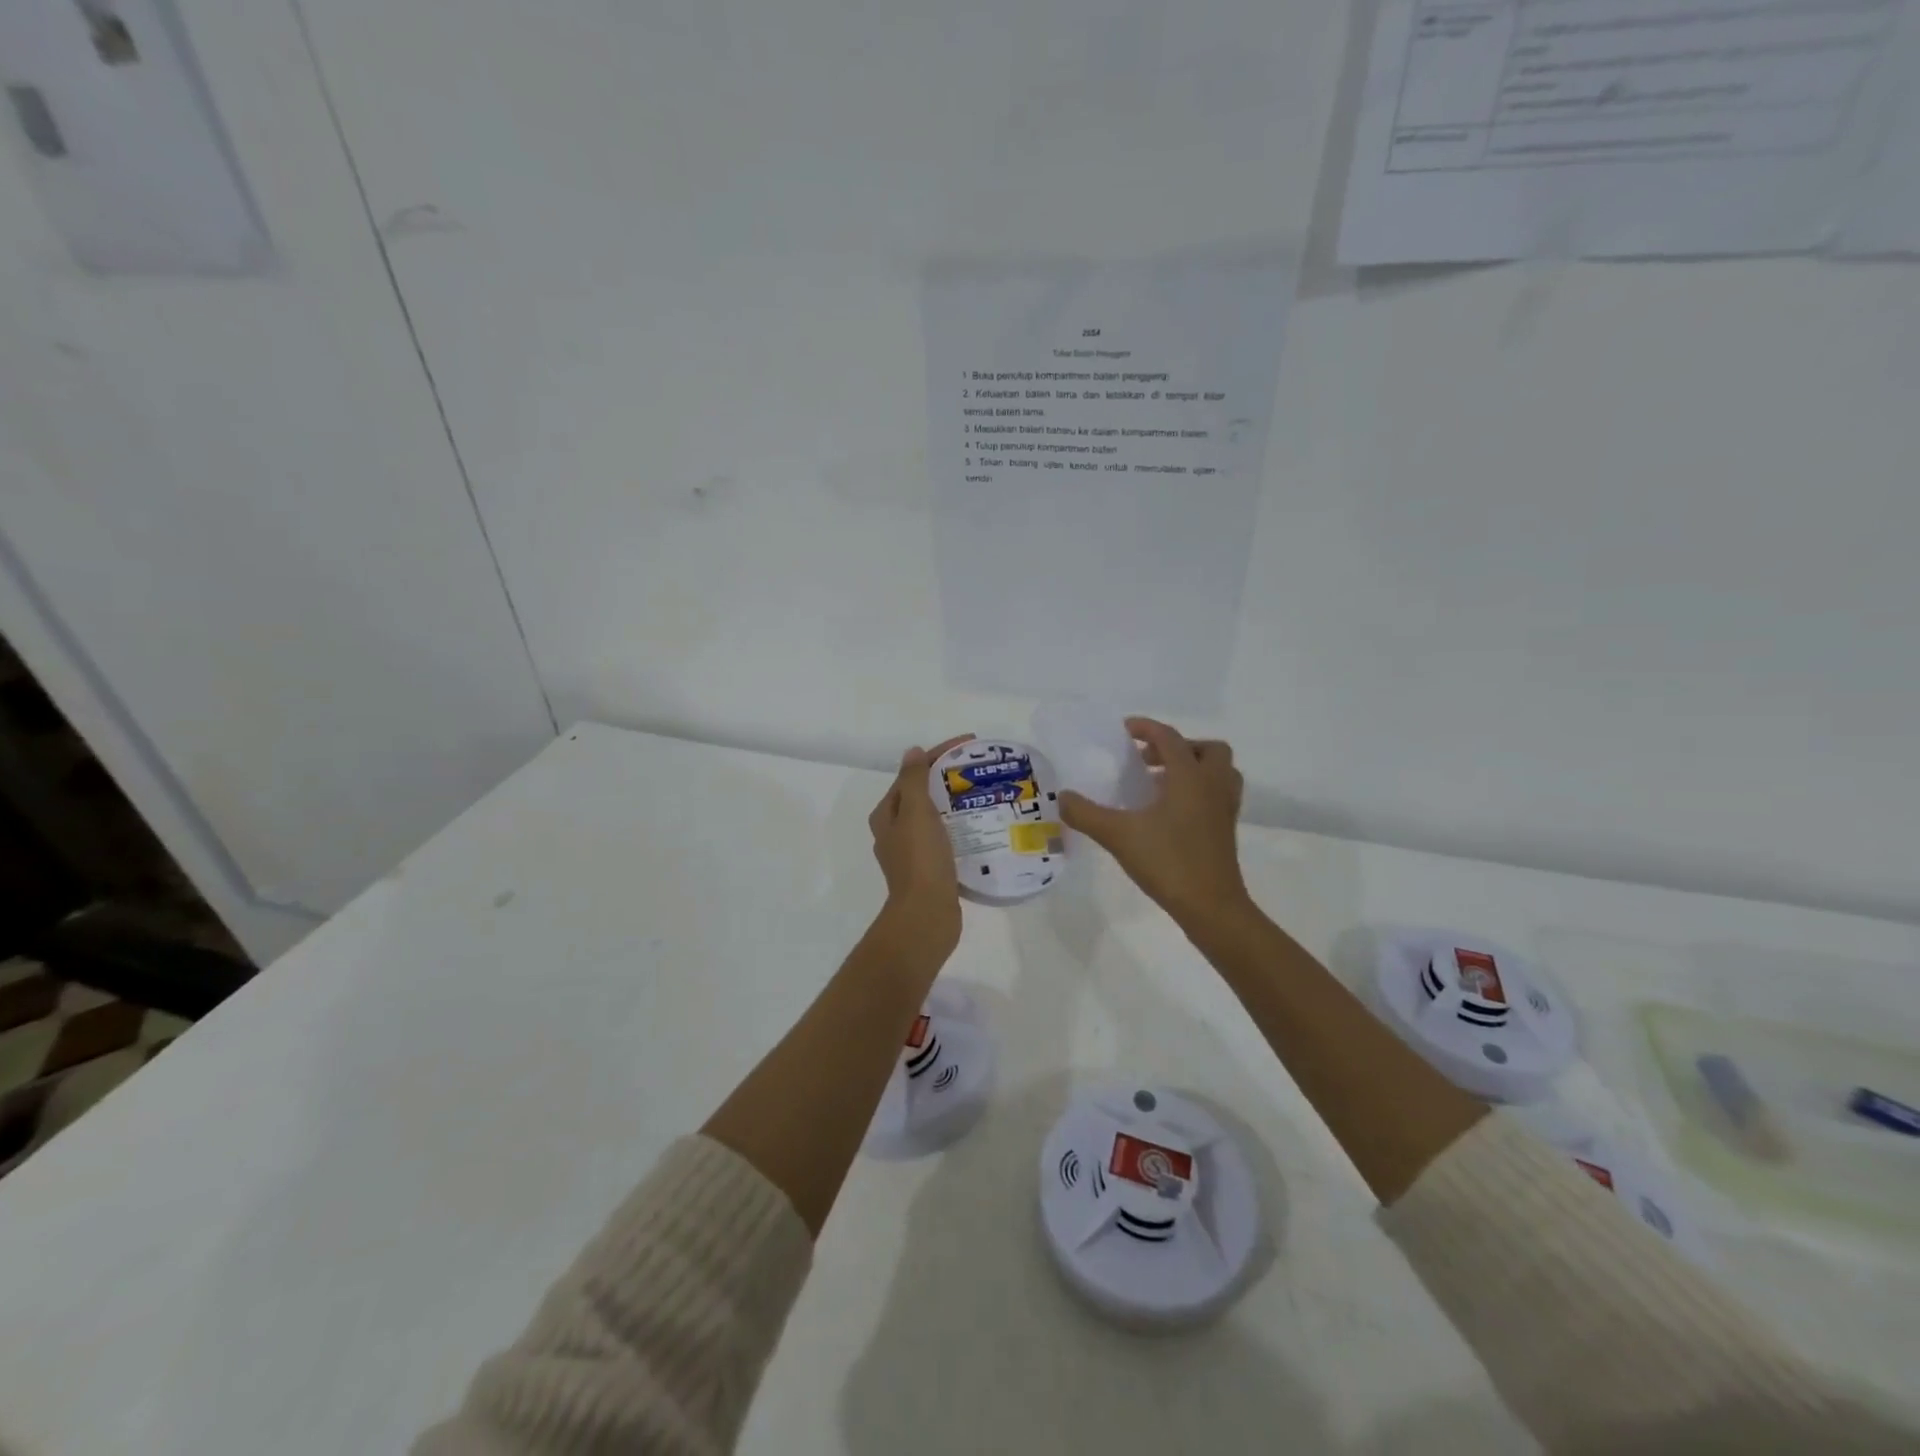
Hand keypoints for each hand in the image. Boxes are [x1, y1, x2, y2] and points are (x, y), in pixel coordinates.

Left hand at [868, 736, 970, 958]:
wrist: (927, 915)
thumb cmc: (921, 860)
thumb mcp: (916, 812)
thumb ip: (913, 780)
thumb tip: (912, 751)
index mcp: (886, 815)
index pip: (911, 773)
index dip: (938, 755)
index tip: (969, 744)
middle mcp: (894, 832)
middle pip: (921, 794)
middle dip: (948, 778)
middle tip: (979, 769)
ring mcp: (911, 853)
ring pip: (934, 817)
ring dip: (955, 803)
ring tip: (984, 794)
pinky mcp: (929, 870)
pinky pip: (945, 838)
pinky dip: (959, 828)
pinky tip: (980, 827)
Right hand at [1059, 718, 1250, 928]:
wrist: (1212, 906)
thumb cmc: (1168, 862)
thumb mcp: (1118, 835)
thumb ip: (1086, 814)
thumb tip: (1062, 797)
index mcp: (1190, 777)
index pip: (1170, 738)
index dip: (1147, 728)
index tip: (1125, 730)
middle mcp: (1213, 786)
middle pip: (1207, 750)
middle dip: (1179, 747)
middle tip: (1149, 761)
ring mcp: (1224, 809)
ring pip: (1219, 772)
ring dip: (1194, 768)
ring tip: (1162, 783)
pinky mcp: (1227, 830)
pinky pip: (1218, 795)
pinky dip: (1199, 791)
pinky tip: (1171, 812)